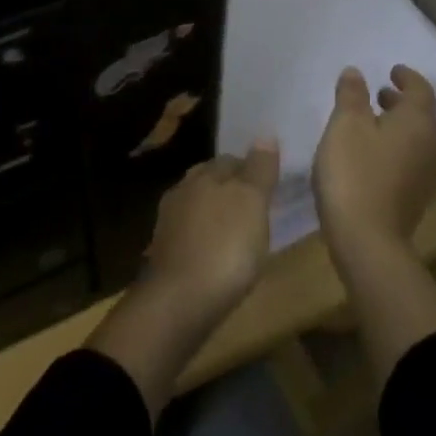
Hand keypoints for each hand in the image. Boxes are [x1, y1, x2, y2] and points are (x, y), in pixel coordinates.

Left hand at [88, 142, 279, 416]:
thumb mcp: (252, 204)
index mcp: (204, 174)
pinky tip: (217, 254)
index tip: (269, 182)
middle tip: (257, 206)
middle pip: (211, 181)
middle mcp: (182, 190)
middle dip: (231, 189)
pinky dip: (205, 238)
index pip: (230, 159)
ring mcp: (169, 222)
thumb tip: (265, 134)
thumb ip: (259, 170)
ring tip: (240, 231)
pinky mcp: (165, 253)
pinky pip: (191, 235)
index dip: (251, 168)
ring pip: (198, 207)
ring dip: (216, 215)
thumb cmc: (225, 247)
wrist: (180, 301)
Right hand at [312, 65, 435, 263]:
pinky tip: (370, 152)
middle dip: (401, 101)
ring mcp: (426, 175)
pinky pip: (409, 159)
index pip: (421, 90)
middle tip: (378, 92)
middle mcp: (430, 146)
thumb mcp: (345, 125)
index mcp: (418, 123)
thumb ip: (351, 95)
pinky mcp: (415, 198)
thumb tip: (356, 72)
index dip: (407, 77)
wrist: (367, 240)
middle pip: (421, 115)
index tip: (392, 70)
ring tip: (370, 120)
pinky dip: (394, 146)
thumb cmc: (355, 172)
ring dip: (397, 125)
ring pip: (416, 139)